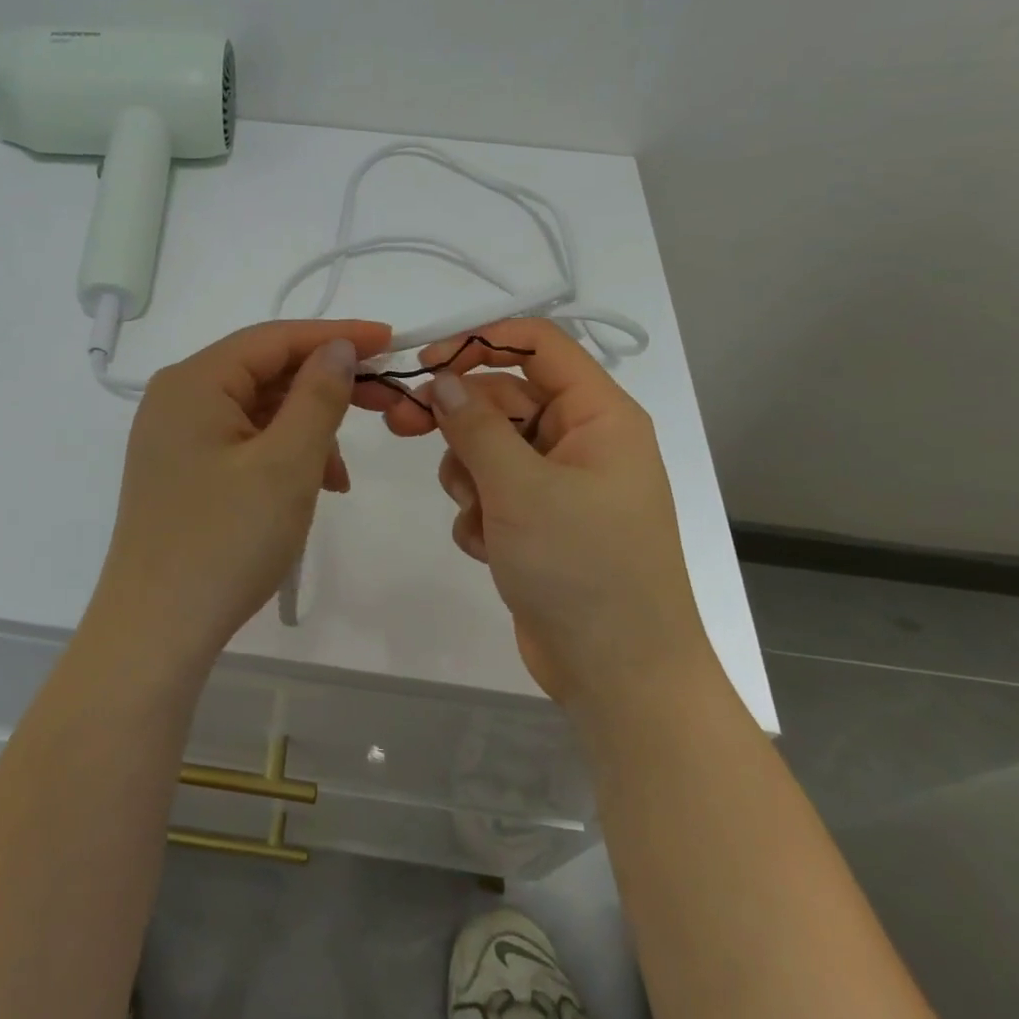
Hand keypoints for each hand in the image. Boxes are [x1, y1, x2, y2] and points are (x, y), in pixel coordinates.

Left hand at [89, 319, 393, 673]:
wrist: (155, 632)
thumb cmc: (225, 541)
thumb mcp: (287, 464)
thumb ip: (318, 396)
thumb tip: (337, 348)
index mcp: (194, 382)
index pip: (274, 338)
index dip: (335, 335)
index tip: (390, 341)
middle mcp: (177, 398)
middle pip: (264, 371)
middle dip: (325, 388)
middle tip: (385, 405)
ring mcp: (174, 437)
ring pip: (256, 411)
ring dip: (306, 430)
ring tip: (339, 476)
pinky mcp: (180, 471)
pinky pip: (241, 442)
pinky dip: (280, 455)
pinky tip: (310, 488)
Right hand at [370, 319, 709, 703]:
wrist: (619, 675)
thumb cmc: (582, 568)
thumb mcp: (520, 488)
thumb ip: (474, 425)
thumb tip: (440, 379)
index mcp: (598, 416)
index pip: (538, 345)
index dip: (480, 342)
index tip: (425, 362)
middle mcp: (582, 440)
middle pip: (503, 398)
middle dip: (455, 418)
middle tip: (398, 427)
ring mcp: (561, 484)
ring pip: (490, 447)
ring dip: (468, 475)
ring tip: (477, 514)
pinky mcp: (541, 522)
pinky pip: (494, 492)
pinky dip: (480, 513)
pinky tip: (489, 547)